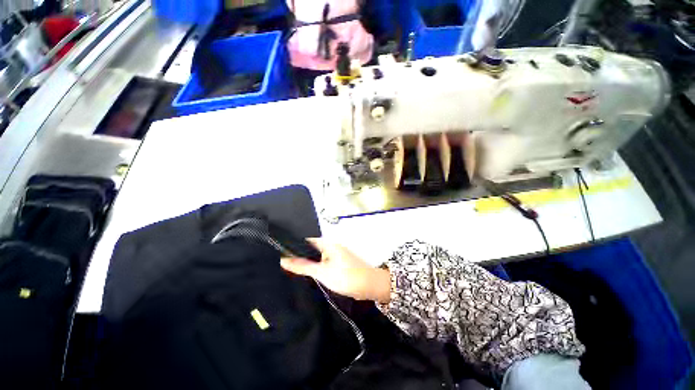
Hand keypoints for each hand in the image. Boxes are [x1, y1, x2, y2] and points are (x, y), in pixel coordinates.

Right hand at [280, 238, 390, 302]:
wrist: (369, 286)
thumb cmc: (345, 276)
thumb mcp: (322, 272)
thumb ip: (303, 266)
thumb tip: (284, 260)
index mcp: (329, 244)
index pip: (308, 241)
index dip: (296, 246)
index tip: (283, 253)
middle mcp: (333, 247)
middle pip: (313, 249)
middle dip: (302, 257)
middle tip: (286, 266)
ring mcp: (338, 256)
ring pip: (319, 258)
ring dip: (310, 264)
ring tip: (294, 271)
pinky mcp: (341, 264)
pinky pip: (326, 264)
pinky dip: (318, 268)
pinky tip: (311, 276)